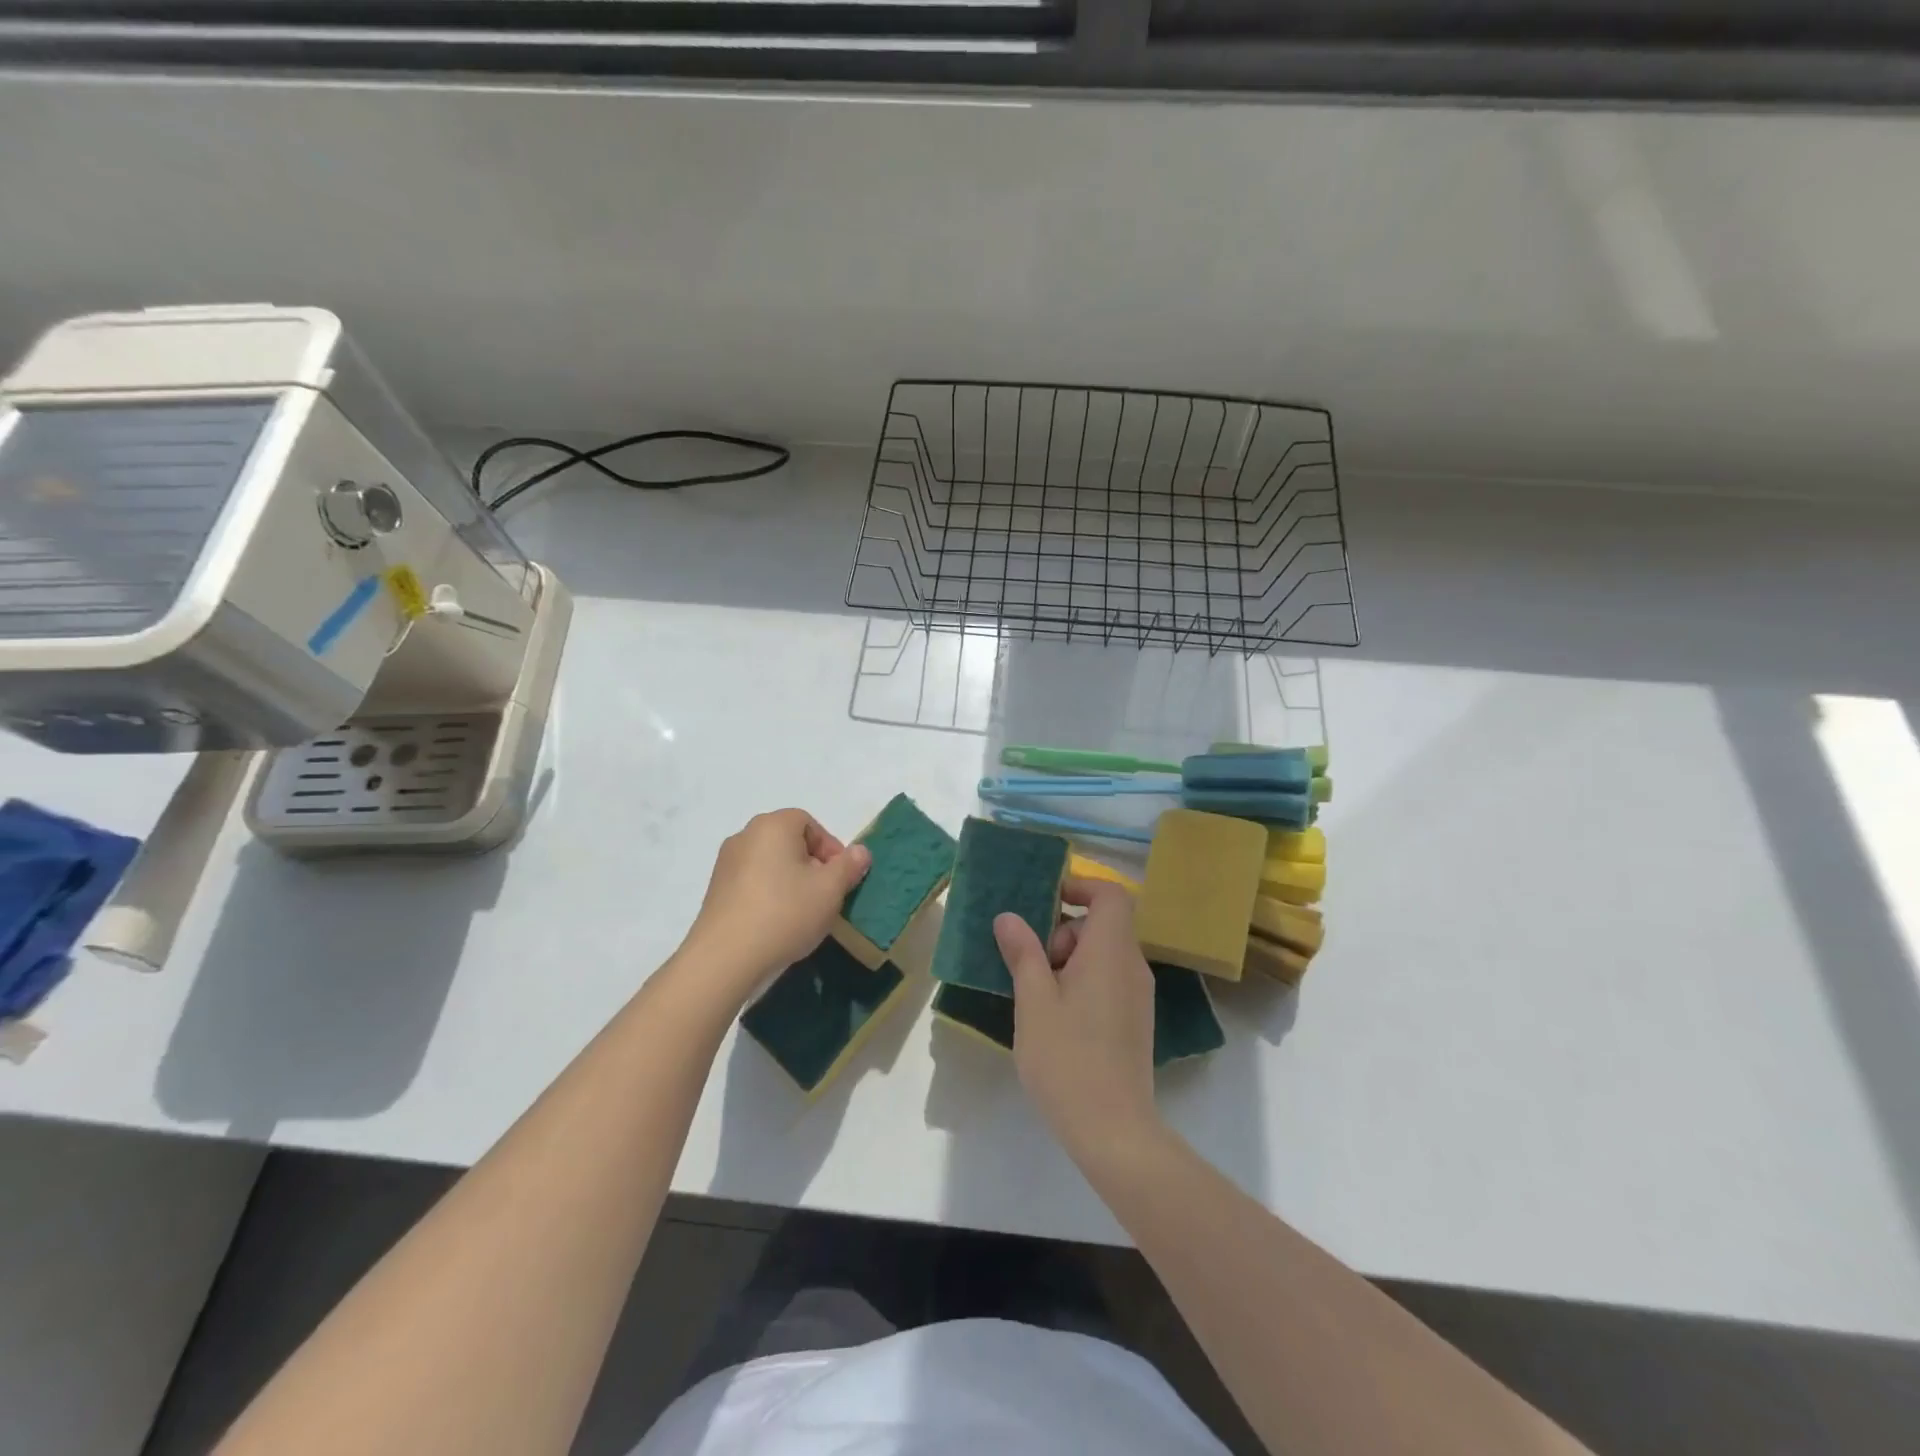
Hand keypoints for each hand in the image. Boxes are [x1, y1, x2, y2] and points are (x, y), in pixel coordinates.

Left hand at [681, 809, 870, 1008]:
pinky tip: (776, 922)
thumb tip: (860, 851)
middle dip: (812, 865)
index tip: (840, 879)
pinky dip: (769, 894)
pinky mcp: (715, 889)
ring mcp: (726, 862)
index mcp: (773, 825)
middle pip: (789, 842)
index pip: (810, 824)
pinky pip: (752, 881)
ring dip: (790, 880)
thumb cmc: (785, 913)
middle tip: (825, 895)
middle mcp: (745, 835)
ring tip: (802, 912)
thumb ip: (849, 866)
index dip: (830, 849)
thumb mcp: (830, 890)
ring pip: (771, 863)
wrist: (725, 958)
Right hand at [994, 878, 1161, 1165]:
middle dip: (1063, 931)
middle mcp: (1132, 966)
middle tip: (1033, 965)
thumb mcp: (1034, 1001)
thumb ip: (1023, 953)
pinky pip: (1109, 980)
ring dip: (1069, 959)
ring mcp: (1138, 996)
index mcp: (1111, 952)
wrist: (1113, 1130)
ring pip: (1104, 954)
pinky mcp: (1135, 1021)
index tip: (1046, 902)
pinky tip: (1056, 1018)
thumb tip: (1009, 917)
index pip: (1111, 895)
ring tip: (1038, 995)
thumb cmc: (1067, 1058)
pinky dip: (1082, 981)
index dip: (1081, 886)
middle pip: (1103, 925)